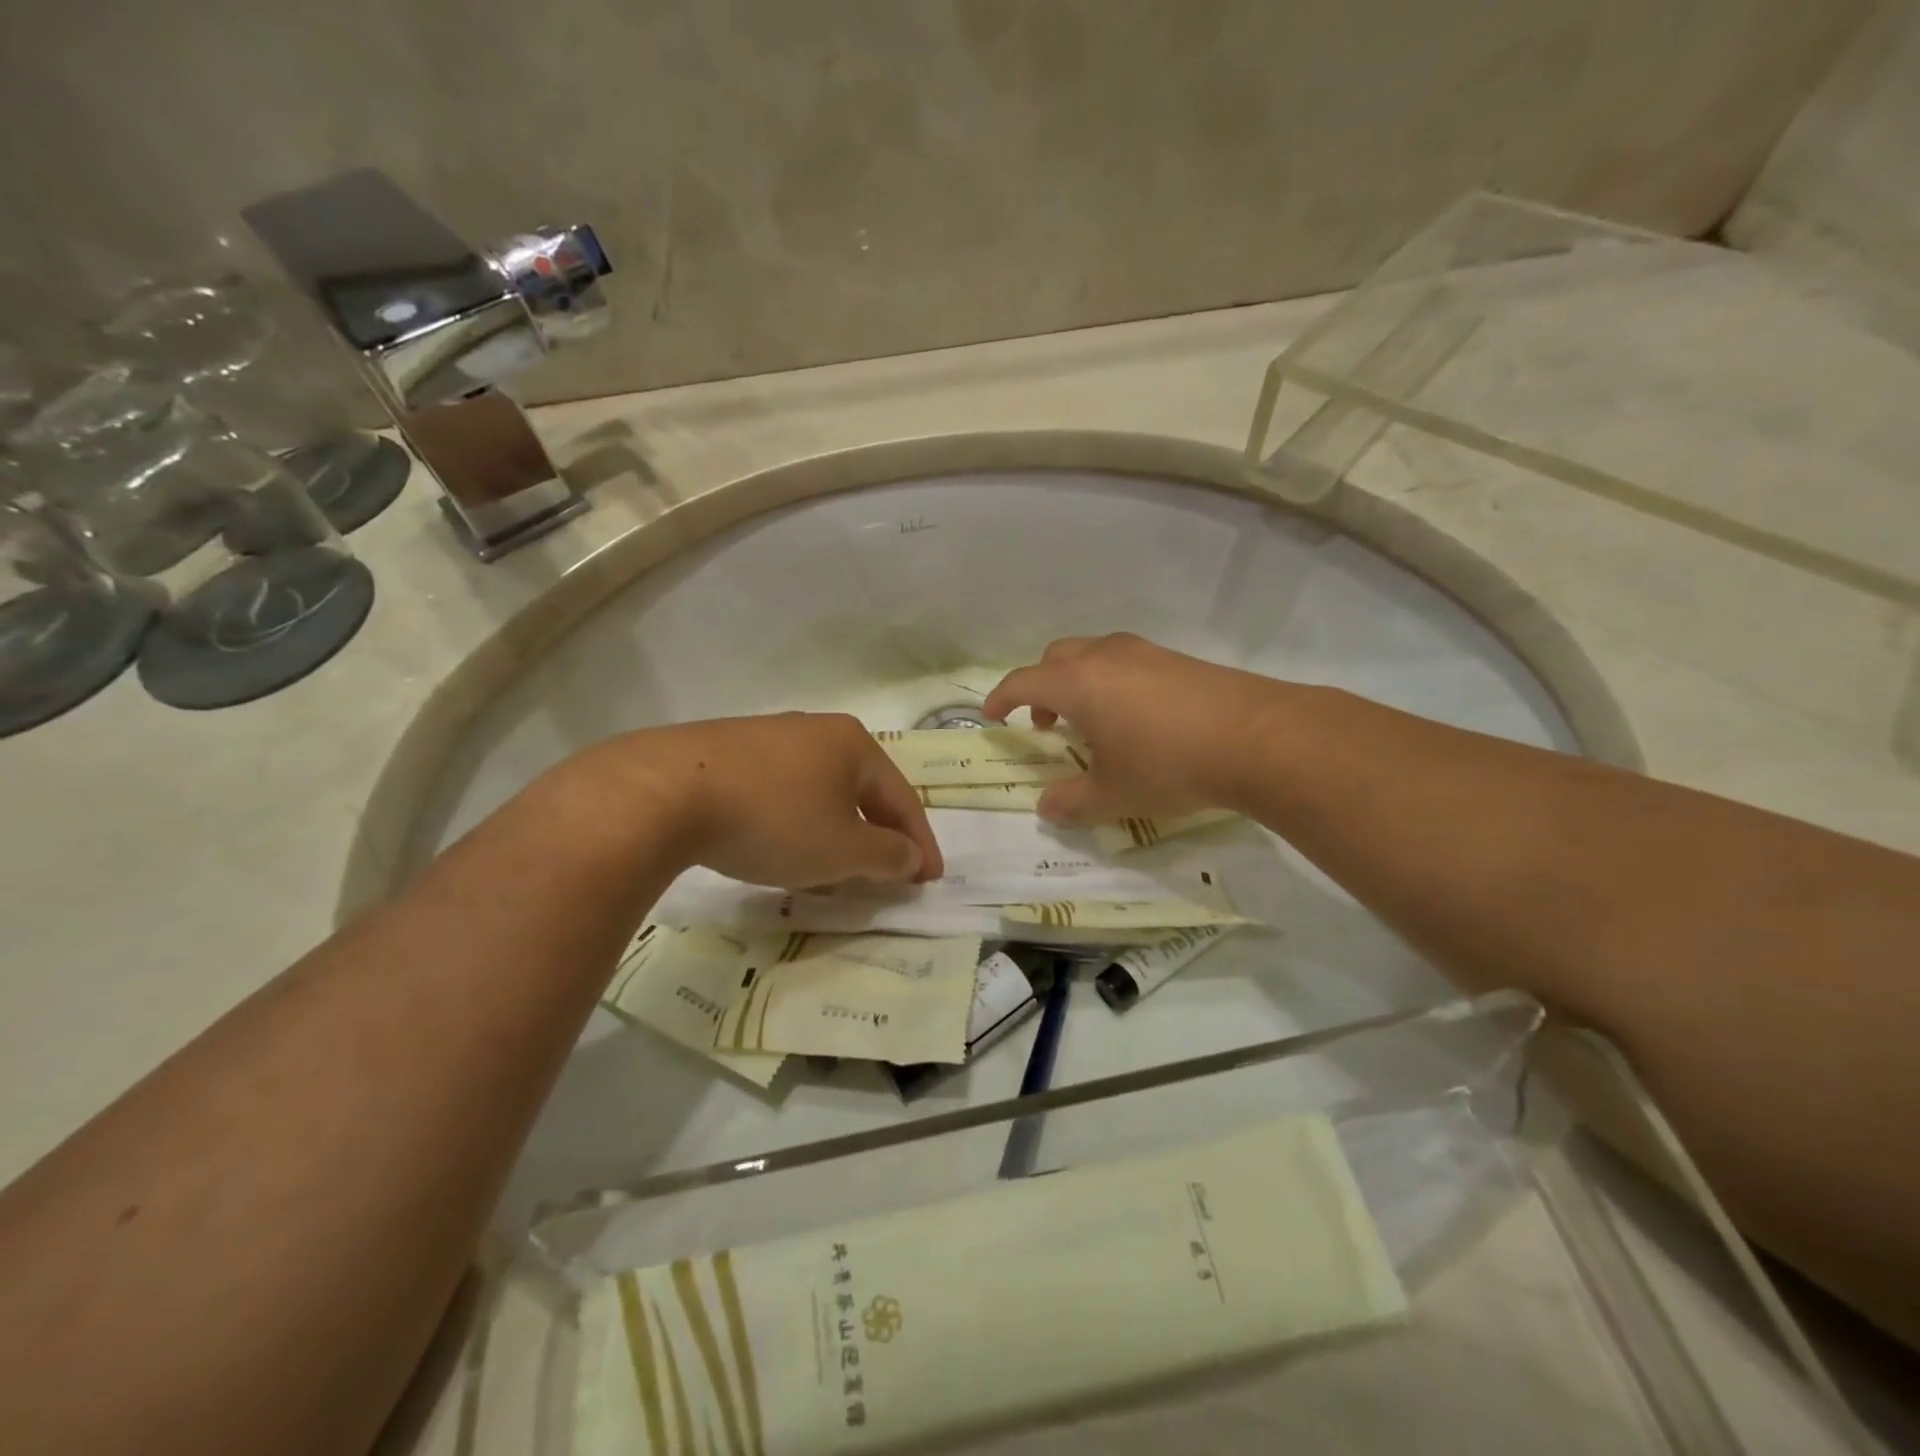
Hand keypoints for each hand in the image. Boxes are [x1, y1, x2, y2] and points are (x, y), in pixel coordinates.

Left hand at [562, 713, 943, 888]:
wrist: (665, 792)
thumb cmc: (774, 820)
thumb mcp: (841, 850)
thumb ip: (887, 856)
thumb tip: (910, 856)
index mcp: (853, 744)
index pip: (902, 798)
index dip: (920, 843)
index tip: (930, 880)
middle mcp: (816, 730)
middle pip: (862, 789)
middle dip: (878, 834)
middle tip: (888, 872)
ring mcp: (768, 736)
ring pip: (820, 790)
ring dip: (836, 829)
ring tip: (835, 865)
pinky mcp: (728, 751)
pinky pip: (781, 790)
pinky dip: (797, 821)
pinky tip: (781, 844)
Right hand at [984, 634, 1285, 824]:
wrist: (1257, 737)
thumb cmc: (1168, 764)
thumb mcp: (1113, 794)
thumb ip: (1072, 801)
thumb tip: (1045, 808)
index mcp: (1076, 683)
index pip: (1022, 682)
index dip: (1001, 699)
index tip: (991, 716)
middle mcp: (1104, 656)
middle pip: (1055, 658)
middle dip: (1040, 688)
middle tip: (1046, 724)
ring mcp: (1144, 652)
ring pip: (1092, 655)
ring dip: (1077, 683)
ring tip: (1091, 723)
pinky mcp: (1176, 658)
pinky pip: (1125, 662)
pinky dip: (1111, 682)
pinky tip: (1135, 718)